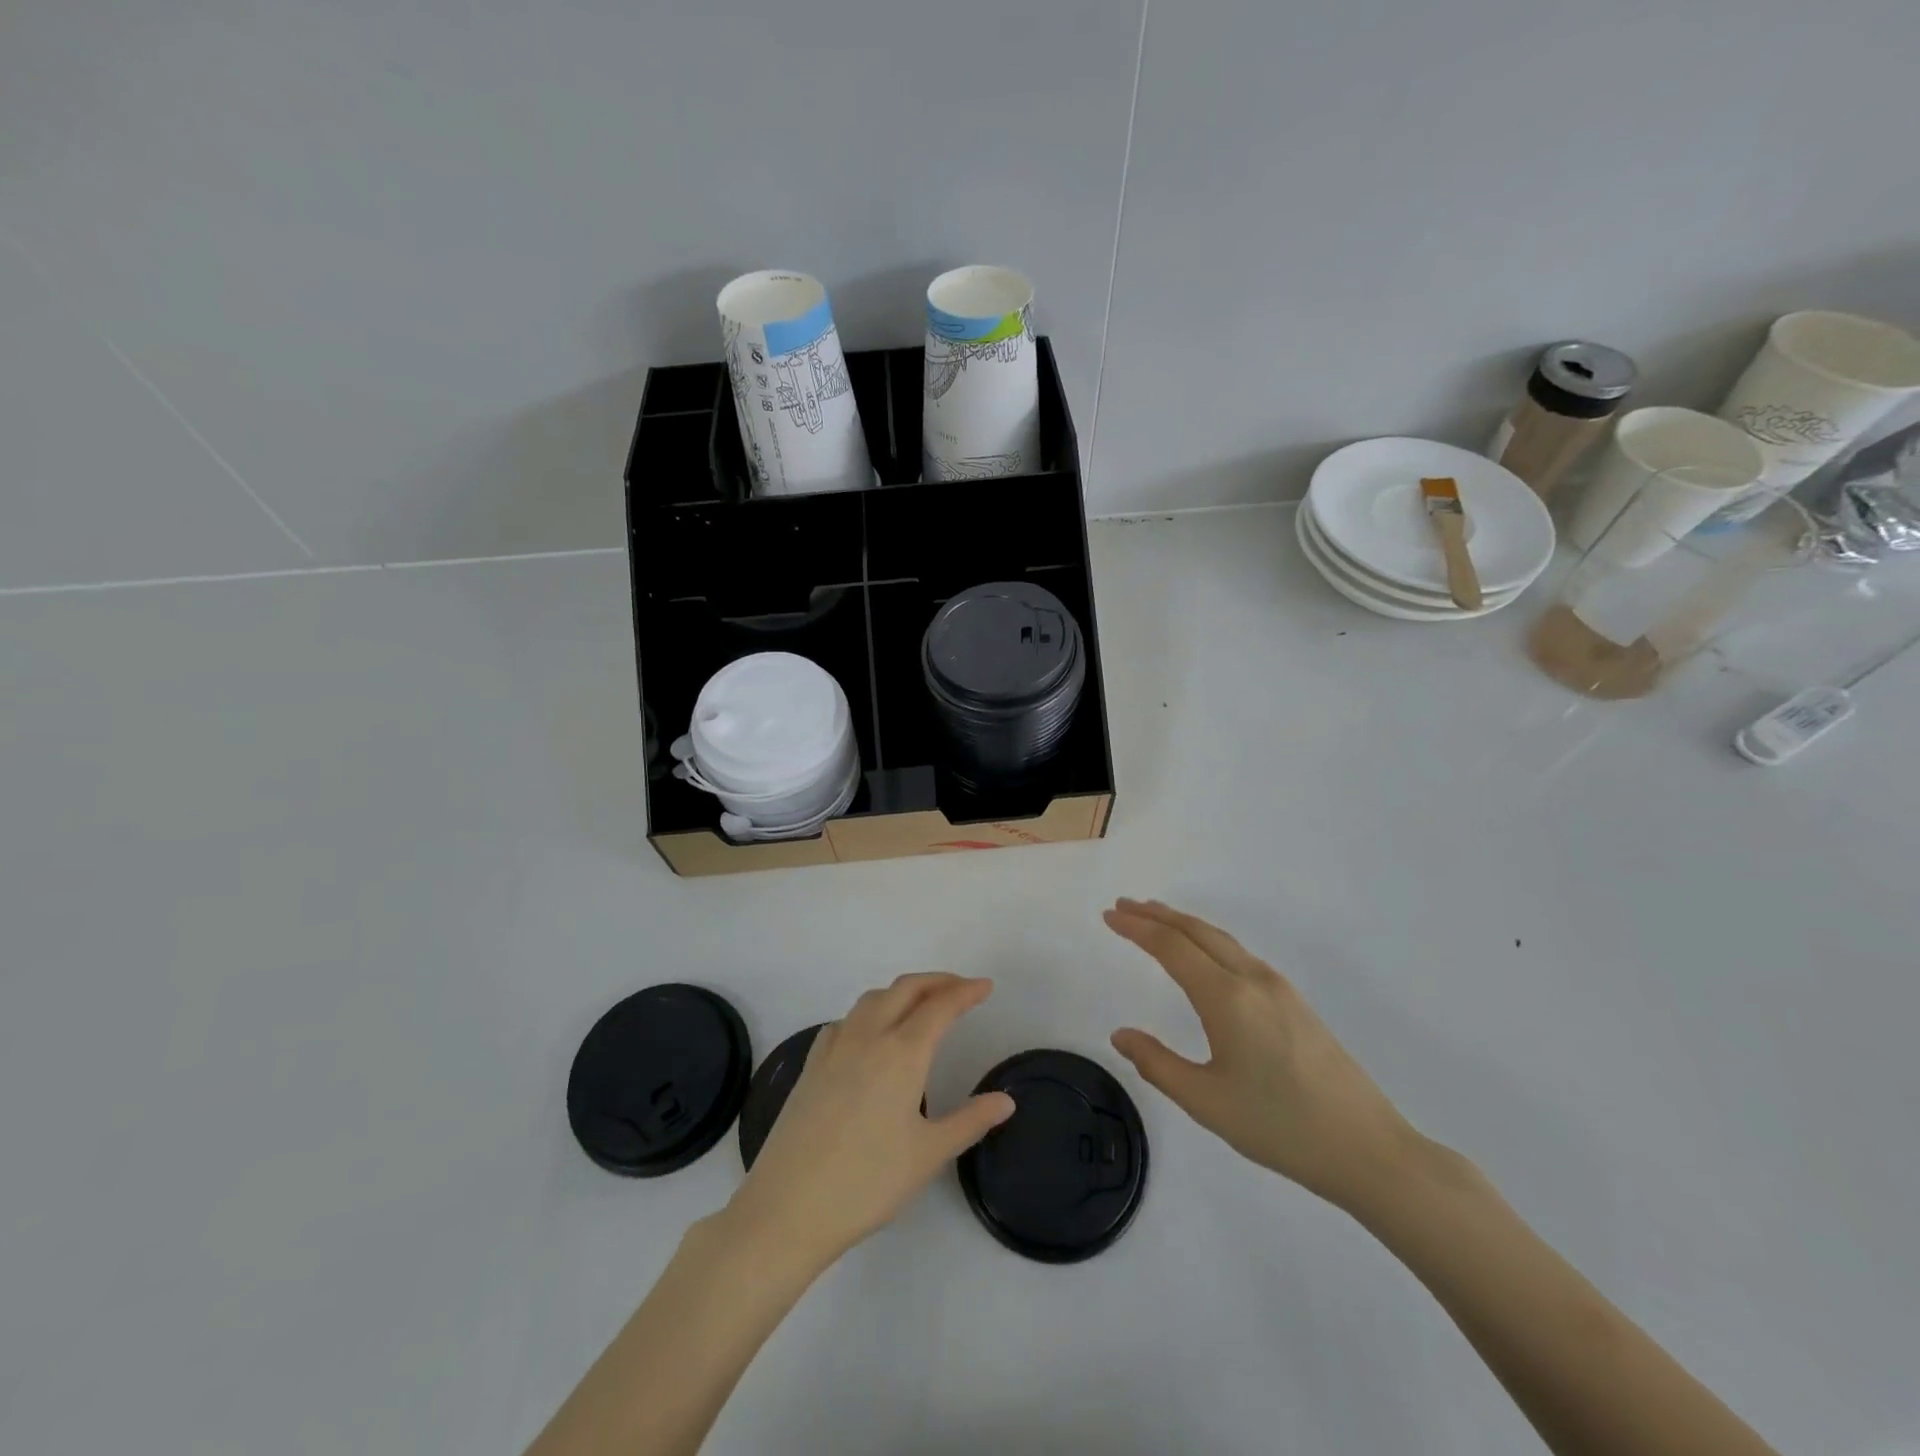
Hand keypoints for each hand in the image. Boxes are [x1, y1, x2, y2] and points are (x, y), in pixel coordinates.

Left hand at [719, 973, 1014, 1273]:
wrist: (786, 1208)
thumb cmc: (866, 1183)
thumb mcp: (928, 1154)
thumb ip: (970, 1121)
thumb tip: (1006, 1101)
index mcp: (901, 1053)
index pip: (940, 1006)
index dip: (966, 992)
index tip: (986, 987)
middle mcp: (868, 1036)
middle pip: (906, 989)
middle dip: (937, 981)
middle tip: (962, 989)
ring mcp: (834, 1046)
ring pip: (873, 998)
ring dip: (903, 991)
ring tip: (922, 1005)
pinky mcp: (811, 1063)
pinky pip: (847, 1019)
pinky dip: (871, 1011)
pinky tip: (872, 1034)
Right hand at [1105, 899, 1418, 1210]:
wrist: (1367, 1148)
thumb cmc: (1279, 1127)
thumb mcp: (1206, 1102)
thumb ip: (1157, 1064)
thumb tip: (1120, 1035)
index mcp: (1227, 998)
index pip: (1171, 947)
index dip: (1136, 928)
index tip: (1109, 915)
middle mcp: (1252, 979)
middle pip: (1197, 932)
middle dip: (1157, 915)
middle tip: (1124, 906)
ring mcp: (1278, 988)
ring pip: (1221, 939)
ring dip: (1184, 925)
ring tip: (1155, 920)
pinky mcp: (1294, 1002)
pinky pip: (1239, 954)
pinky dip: (1208, 940)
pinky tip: (1203, 955)